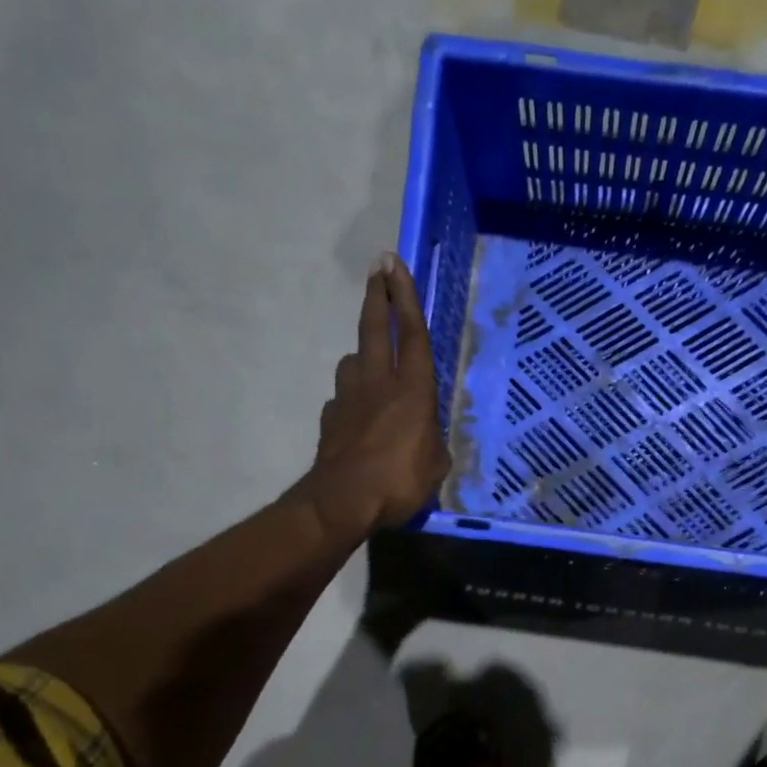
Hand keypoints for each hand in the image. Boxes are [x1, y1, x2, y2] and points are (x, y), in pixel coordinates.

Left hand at [295, 254, 450, 544]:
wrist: (341, 502)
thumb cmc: (399, 483)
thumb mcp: (435, 467)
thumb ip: (433, 444)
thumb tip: (426, 438)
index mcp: (413, 391)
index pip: (413, 335)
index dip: (406, 297)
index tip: (396, 264)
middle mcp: (379, 384)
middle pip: (376, 328)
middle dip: (377, 295)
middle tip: (377, 267)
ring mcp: (349, 398)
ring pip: (353, 360)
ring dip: (362, 350)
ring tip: (370, 356)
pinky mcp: (331, 418)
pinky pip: (343, 396)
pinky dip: (351, 395)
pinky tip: (356, 410)